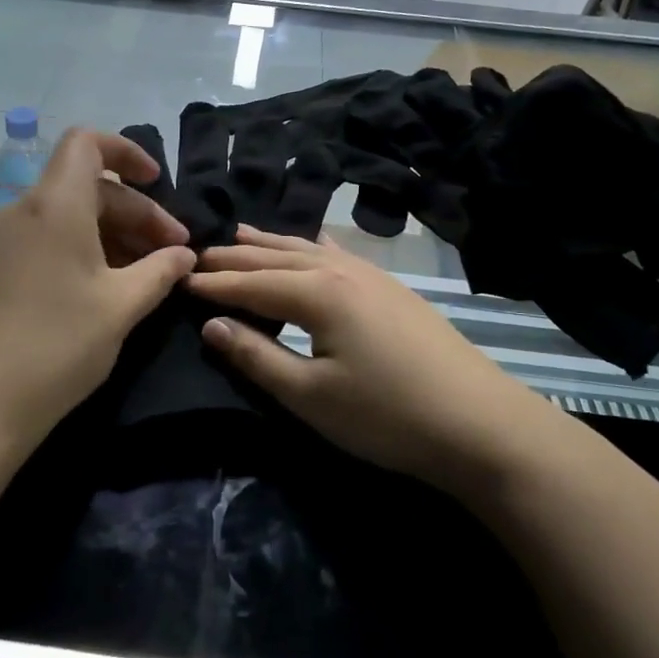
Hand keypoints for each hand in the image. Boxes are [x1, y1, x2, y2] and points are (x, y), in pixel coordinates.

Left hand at [0, 129, 195, 459]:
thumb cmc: (56, 345)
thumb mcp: (121, 307)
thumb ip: (159, 272)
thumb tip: (184, 256)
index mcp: (55, 205)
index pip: (86, 143)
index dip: (127, 151)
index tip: (159, 183)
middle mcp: (24, 212)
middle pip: (87, 186)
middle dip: (136, 211)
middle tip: (172, 254)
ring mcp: (3, 242)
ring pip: (67, 216)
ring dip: (112, 234)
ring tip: (146, 275)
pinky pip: (46, 240)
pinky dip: (82, 250)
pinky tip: (105, 290)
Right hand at [188, 228, 533, 498]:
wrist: (480, 423)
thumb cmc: (386, 416)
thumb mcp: (310, 396)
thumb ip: (256, 357)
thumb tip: (211, 324)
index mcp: (317, 293)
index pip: (251, 282)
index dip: (213, 284)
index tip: (178, 279)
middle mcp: (342, 271)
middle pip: (276, 257)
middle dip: (235, 257)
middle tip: (199, 254)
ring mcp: (372, 276)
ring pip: (309, 249)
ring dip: (271, 244)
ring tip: (241, 234)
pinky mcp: (392, 289)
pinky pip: (338, 254)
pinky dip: (311, 247)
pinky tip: (312, 243)